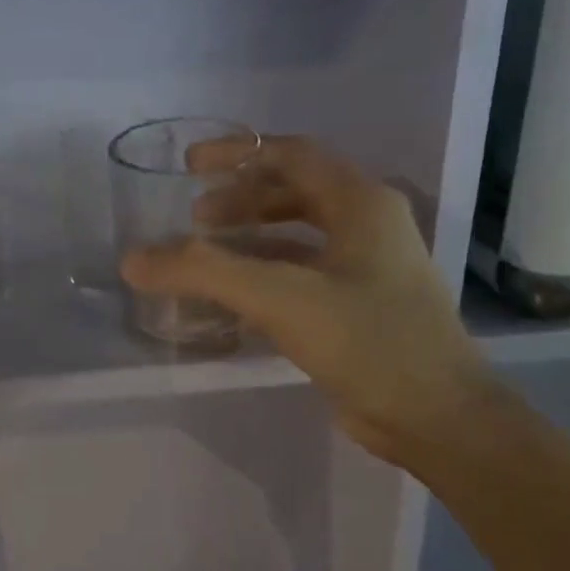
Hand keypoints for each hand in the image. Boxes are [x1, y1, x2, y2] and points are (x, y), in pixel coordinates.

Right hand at [120, 136, 495, 464]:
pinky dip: (265, 277)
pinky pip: (302, 277)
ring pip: (298, 238)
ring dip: (251, 238)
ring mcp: (367, 270)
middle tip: (194, 217)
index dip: (239, 153)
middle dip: (241, 199)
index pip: (292, 155)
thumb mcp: (280, 297)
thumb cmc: (368, 341)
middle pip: (295, 193)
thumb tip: (133, 261)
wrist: (436, 417)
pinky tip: (233, 301)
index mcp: (361, 203)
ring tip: (207, 253)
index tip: (191, 166)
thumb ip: (204, 273)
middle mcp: (368, 227)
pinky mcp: (359, 310)